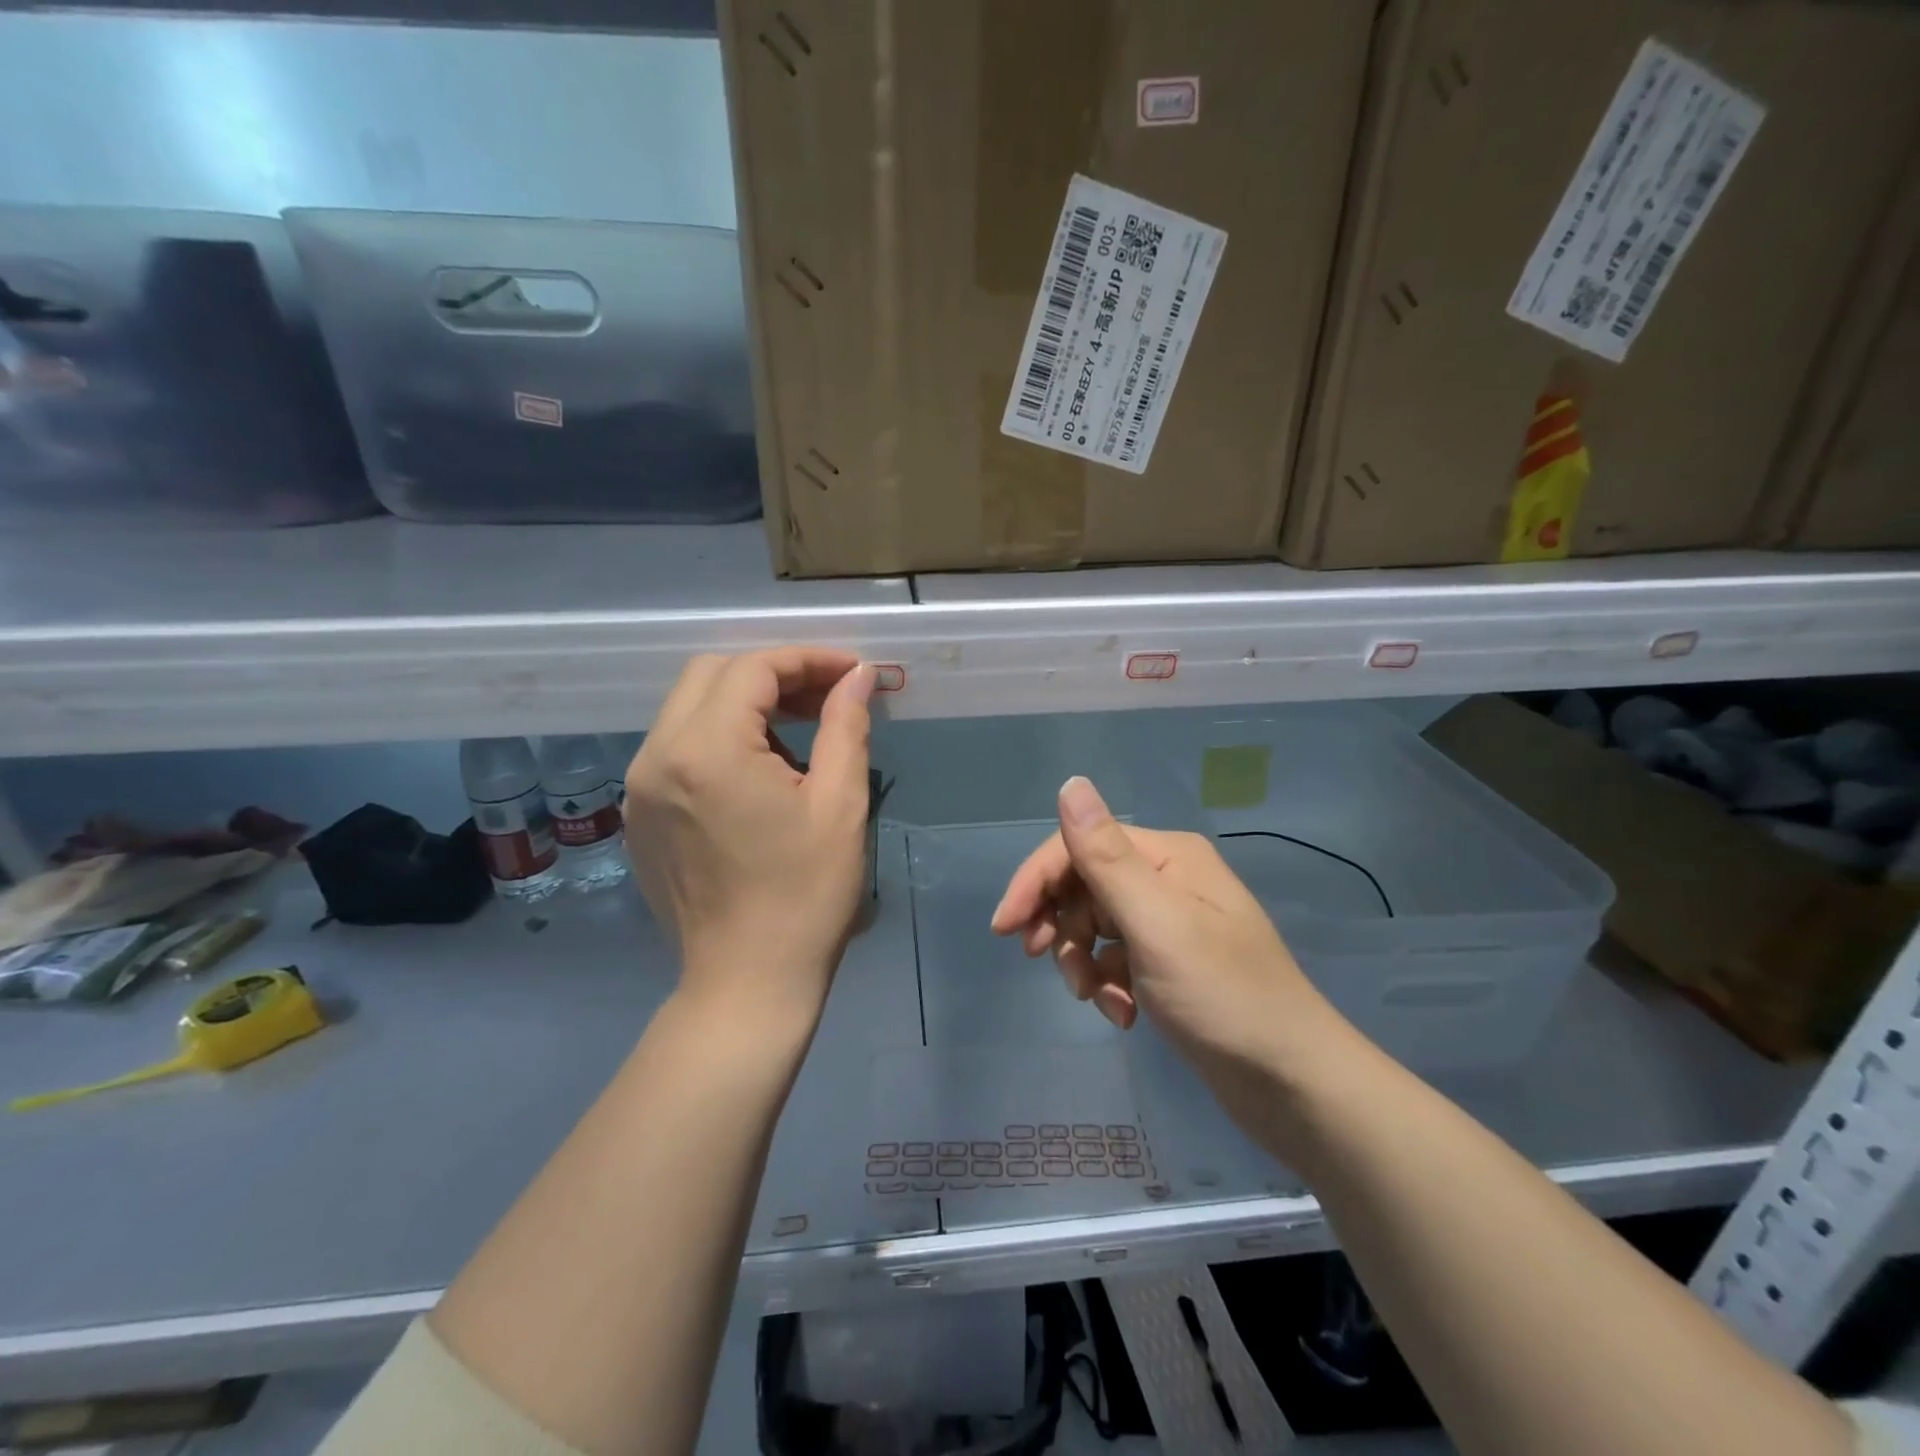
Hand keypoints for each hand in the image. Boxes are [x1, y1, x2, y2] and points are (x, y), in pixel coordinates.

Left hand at [624, 649, 874, 1031]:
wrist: (747, 983)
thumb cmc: (805, 895)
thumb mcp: (840, 803)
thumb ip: (846, 724)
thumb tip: (860, 676)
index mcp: (707, 750)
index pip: (753, 668)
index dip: (808, 659)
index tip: (853, 673)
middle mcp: (657, 756)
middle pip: (711, 674)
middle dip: (773, 674)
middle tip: (826, 697)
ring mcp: (639, 787)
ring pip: (689, 707)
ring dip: (746, 704)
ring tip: (800, 735)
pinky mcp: (639, 815)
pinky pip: (677, 747)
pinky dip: (719, 737)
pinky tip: (761, 772)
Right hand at [991, 776, 1351, 1082]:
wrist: (1293, 1084)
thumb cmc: (1223, 996)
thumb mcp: (1157, 923)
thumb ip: (1106, 855)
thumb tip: (1070, 782)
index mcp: (1167, 856)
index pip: (1080, 846)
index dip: (1036, 881)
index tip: (1005, 929)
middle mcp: (1167, 879)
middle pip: (1083, 886)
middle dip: (1063, 929)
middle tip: (1057, 969)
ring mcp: (1169, 923)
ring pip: (1094, 926)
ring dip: (1085, 964)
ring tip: (1102, 1002)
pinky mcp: (1169, 964)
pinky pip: (1115, 959)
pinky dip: (1109, 985)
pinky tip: (1125, 1016)